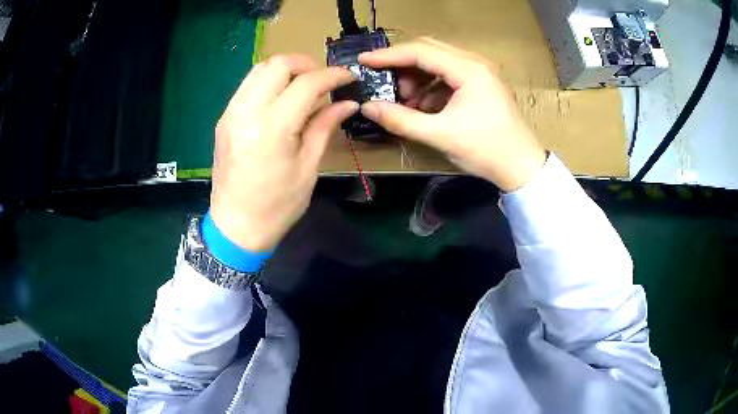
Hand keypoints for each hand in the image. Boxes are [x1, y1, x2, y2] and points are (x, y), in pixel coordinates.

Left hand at [210, 55, 357, 250]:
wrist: (236, 226)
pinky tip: (281, 98)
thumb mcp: (308, 167)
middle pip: (278, 64)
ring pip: (260, 69)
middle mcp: (246, 112)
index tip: (349, 78)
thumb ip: (325, 126)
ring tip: (303, 86)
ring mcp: (231, 113)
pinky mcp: (224, 118)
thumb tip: (347, 103)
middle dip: (307, 64)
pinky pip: (248, 85)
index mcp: (272, 128)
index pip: (307, 83)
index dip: (333, 76)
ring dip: (286, 70)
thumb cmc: (277, 205)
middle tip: (324, 81)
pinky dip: (269, 82)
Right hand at [359, 38, 546, 191]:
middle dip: (402, 66)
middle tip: (383, 83)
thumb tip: (367, 107)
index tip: (363, 61)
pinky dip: (431, 87)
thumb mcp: (440, 135)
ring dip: (416, 78)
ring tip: (405, 101)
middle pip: (428, 50)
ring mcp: (479, 72)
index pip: (420, 51)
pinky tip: (423, 107)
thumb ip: (401, 120)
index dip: (388, 56)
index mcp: (468, 69)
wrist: (521, 166)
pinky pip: (447, 76)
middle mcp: (474, 62)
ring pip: (437, 62)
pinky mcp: (480, 83)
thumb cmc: (486, 149)